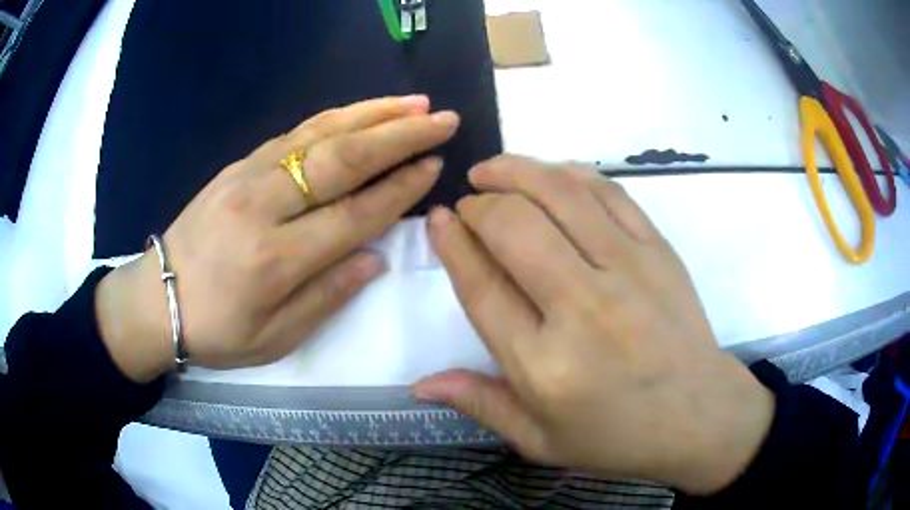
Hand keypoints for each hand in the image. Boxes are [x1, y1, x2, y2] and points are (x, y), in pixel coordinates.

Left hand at [96, 96, 459, 381]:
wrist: (156, 299)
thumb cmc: (215, 330)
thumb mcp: (274, 338)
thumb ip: (326, 297)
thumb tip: (374, 258)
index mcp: (275, 261)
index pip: (353, 215)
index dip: (400, 189)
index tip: (435, 166)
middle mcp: (264, 207)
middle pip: (342, 160)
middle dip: (399, 136)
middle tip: (442, 119)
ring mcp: (247, 176)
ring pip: (320, 134)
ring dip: (372, 114)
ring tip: (414, 103)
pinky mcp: (237, 165)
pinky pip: (293, 133)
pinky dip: (334, 118)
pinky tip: (360, 110)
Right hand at [415, 155, 774, 493]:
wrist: (700, 415)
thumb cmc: (618, 437)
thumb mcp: (541, 441)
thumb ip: (481, 404)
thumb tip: (421, 382)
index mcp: (545, 365)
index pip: (482, 286)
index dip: (452, 243)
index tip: (438, 219)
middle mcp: (583, 308)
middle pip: (514, 227)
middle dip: (479, 204)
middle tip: (468, 203)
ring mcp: (628, 270)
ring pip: (560, 193)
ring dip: (517, 170)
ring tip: (493, 170)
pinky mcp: (659, 250)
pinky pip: (608, 192)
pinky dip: (571, 174)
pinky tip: (551, 174)